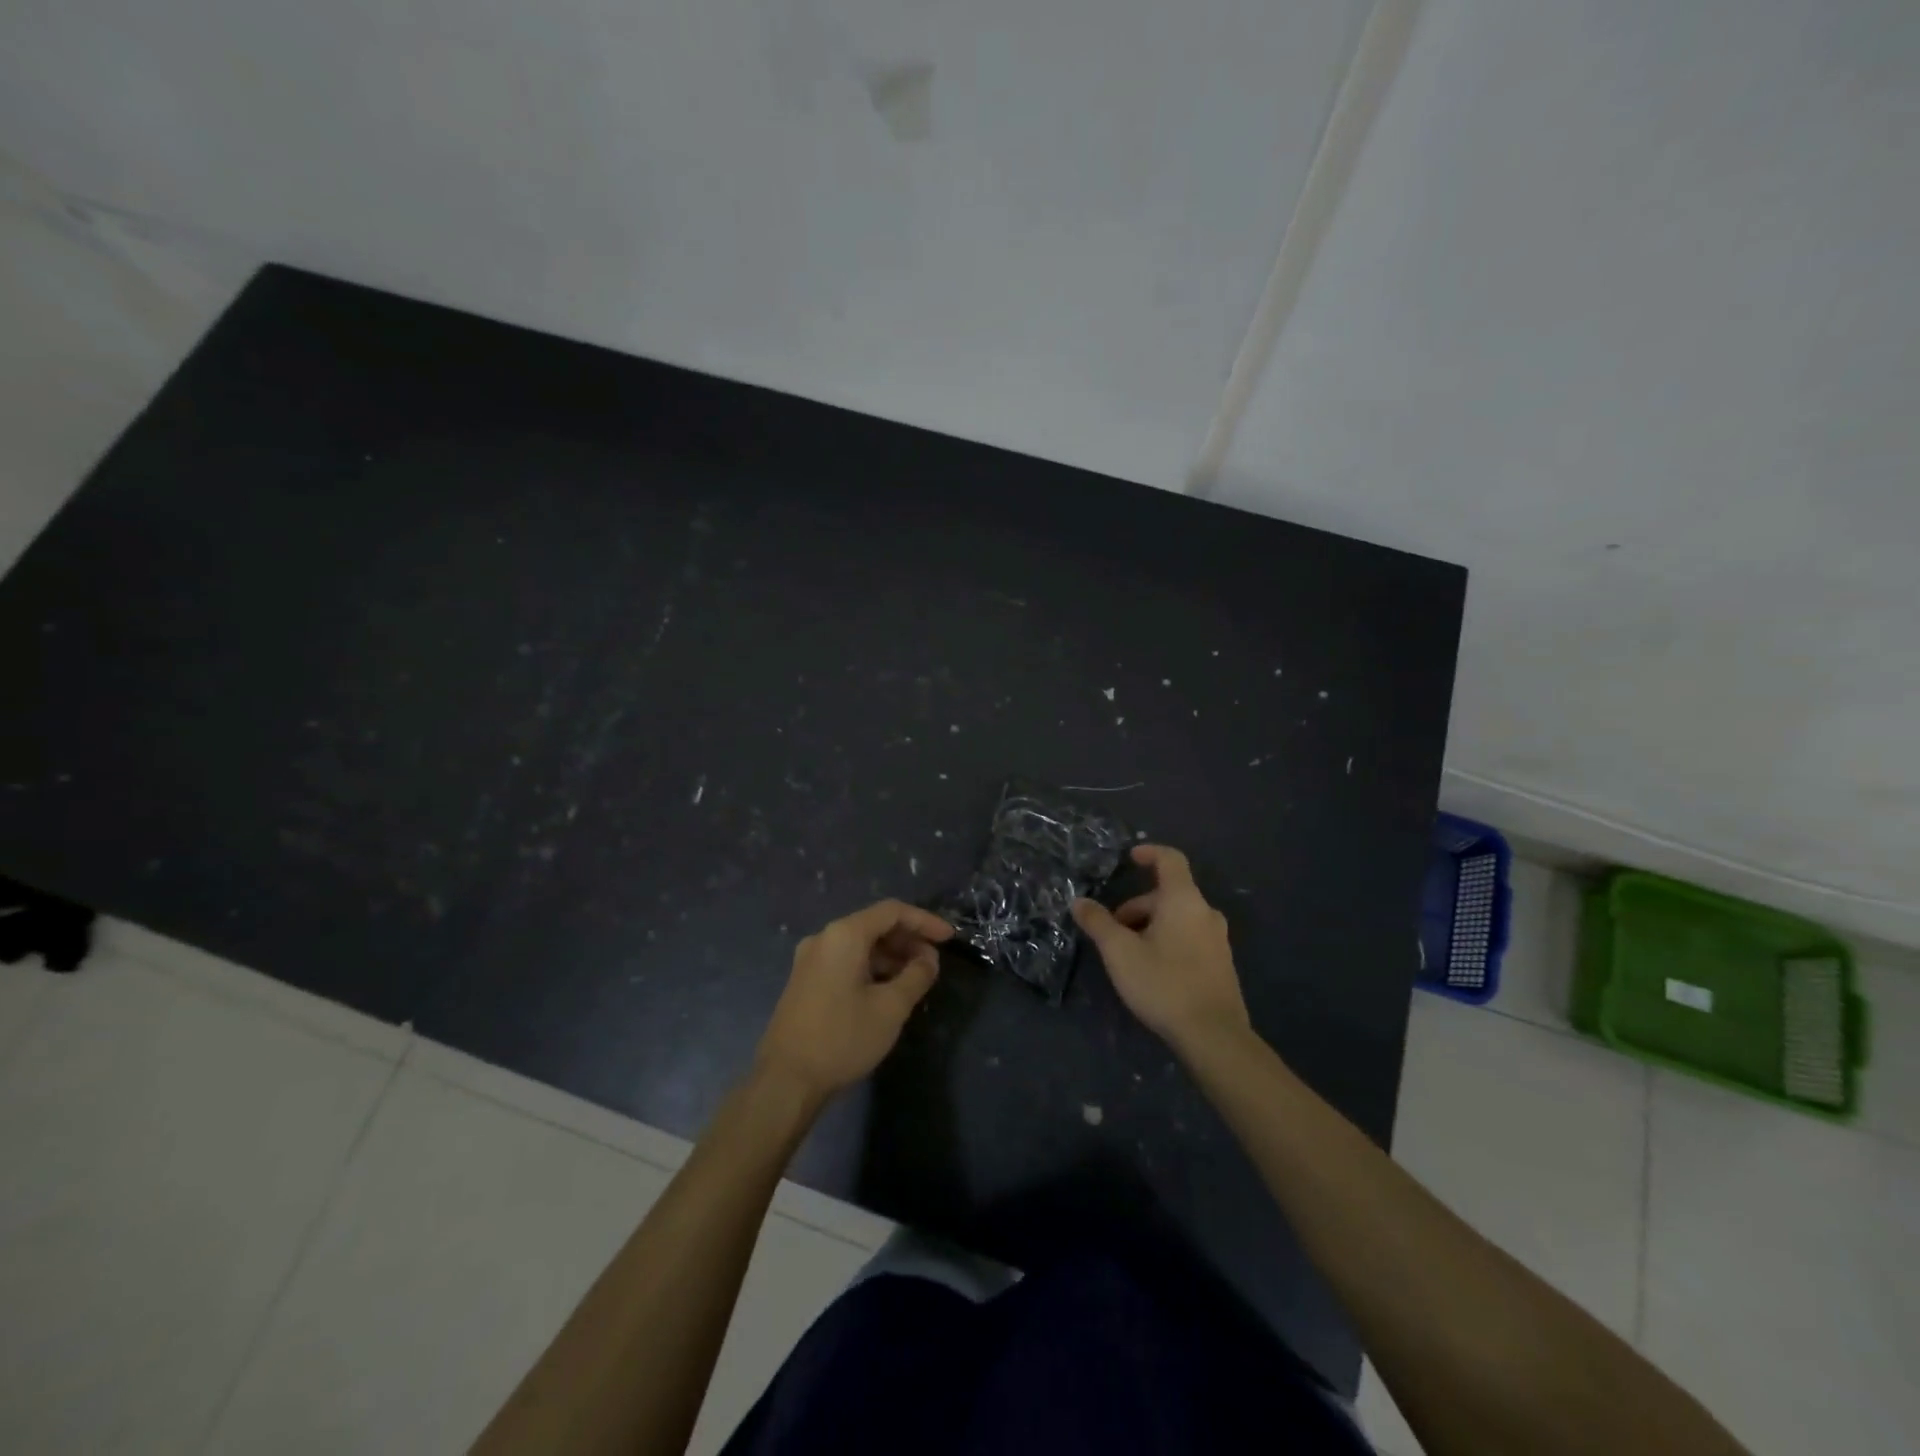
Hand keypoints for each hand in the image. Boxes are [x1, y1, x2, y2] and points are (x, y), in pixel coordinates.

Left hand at [755, 899, 952, 1103]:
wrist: (785, 1081)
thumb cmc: (842, 1038)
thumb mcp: (891, 1008)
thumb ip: (916, 976)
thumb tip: (928, 959)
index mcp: (844, 935)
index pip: (892, 911)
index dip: (924, 921)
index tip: (949, 938)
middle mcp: (824, 938)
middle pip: (874, 925)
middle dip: (908, 940)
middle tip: (933, 963)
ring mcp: (810, 959)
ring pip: (860, 944)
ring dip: (890, 955)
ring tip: (915, 979)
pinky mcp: (804, 981)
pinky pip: (845, 960)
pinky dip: (871, 967)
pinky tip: (887, 990)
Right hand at [1073, 844, 1249, 1053]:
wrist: (1214, 1035)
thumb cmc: (1164, 983)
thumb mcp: (1120, 952)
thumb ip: (1098, 922)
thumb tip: (1078, 901)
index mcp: (1183, 900)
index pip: (1170, 859)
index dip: (1149, 853)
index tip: (1129, 858)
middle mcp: (1205, 912)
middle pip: (1168, 894)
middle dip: (1137, 906)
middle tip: (1113, 931)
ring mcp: (1218, 939)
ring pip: (1178, 918)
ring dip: (1150, 925)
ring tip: (1128, 954)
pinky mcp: (1221, 964)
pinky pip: (1190, 938)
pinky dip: (1168, 941)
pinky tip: (1152, 971)